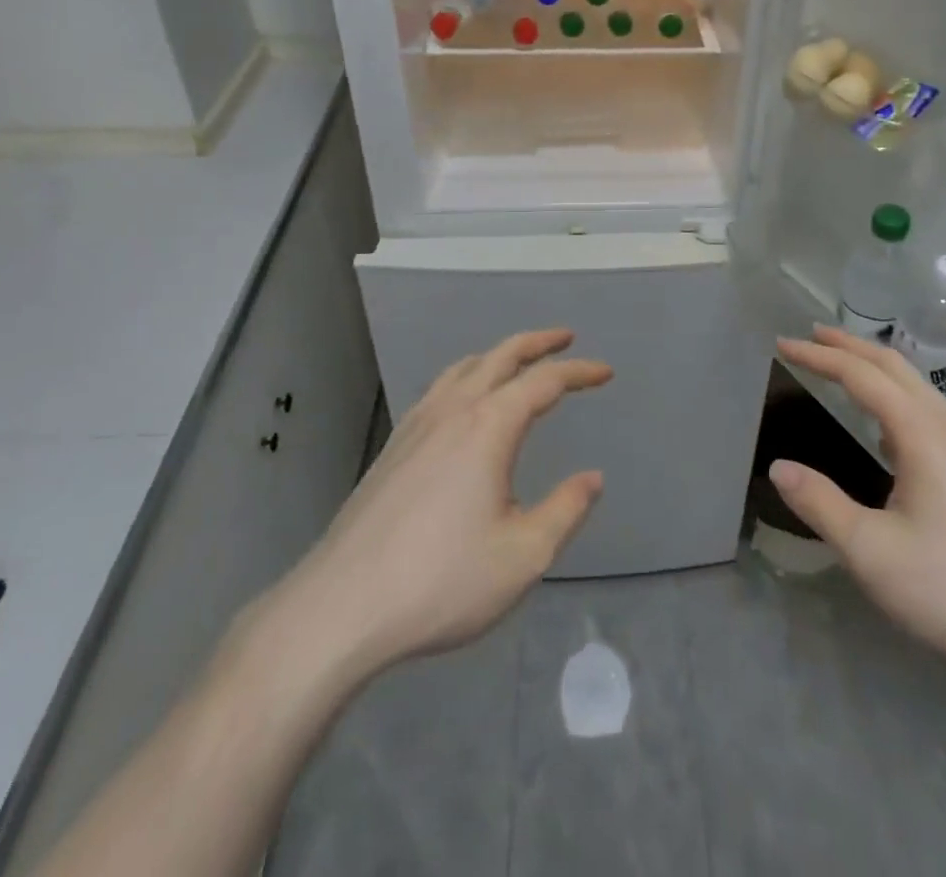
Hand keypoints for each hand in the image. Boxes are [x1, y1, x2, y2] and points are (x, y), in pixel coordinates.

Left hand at [244, 329, 609, 692]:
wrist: (341, 607)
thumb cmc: (441, 582)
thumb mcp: (523, 555)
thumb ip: (565, 510)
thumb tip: (592, 479)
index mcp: (489, 427)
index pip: (544, 381)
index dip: (579, 372)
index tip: (605, 373)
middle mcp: (453, 410)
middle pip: (500, 356)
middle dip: (537, 342)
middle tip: (565, 337)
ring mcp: (416, 425)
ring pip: (464, 367)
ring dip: (498, 355)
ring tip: (518, 362)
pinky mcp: (393, 447)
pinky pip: (438, 389)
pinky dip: (466, 376)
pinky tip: (464, 403)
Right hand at [771, 326, 945, 695]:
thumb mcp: (874, 554)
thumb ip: (821, 505)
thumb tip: (778, 468)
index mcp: (920, 433)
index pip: (860, 375)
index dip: (819, 355)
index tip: (782, 343)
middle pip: (894, 367)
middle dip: (850, 346)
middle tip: (812, 335)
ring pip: (918, 388)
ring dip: (876, 369)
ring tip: (844, 369)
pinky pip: (931, 412)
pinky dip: (897, 395)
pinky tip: (890, 429)